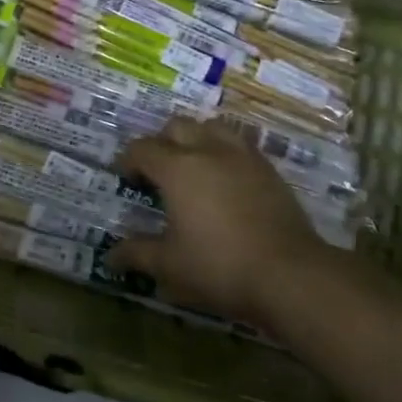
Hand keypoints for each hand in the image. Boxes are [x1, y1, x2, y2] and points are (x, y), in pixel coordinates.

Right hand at [106, 118, 327, 328]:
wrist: (291, 275)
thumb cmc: (220, 266)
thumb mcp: (170, 265)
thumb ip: (137, 254)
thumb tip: (110, 257)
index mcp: (177, 168)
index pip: (142, 149)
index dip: (129, 161)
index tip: (127, 179)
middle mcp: (207, 151)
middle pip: (177, 126)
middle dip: (162, 142)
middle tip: (159, 171)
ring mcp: (242, 157)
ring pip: (212, 127)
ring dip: (196, 139)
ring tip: (194, 166)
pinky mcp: (269, 170)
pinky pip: (240, 145)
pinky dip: (225, 153)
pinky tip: (226, 180)